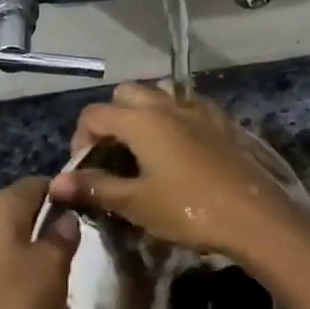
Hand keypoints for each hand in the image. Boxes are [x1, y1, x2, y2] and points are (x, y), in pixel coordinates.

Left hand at [0, 177, 79, 308]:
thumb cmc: (16, 305)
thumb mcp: (53, 265)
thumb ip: (63, 234)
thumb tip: (66, 218)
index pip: (39, 183)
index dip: (66, 194)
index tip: (89, 213)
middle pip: (25, 212)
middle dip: (52, 228)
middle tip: (81, 248)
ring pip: (15, 242)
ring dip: (39, 256)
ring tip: (64, 278)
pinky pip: (4, 269)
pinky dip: (23, 278)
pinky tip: (40, 300)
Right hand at [47, 84, 309, 262]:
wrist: (252, 215)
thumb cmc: (188, 209)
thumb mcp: (136, 202)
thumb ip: (95, 187)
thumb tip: (56, 183)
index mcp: (140, 120)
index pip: (94, 114)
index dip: (81, 139)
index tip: (86, 169)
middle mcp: (166, 104)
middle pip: (126, 94)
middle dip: (111, 118)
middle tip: (113, 154)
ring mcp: (197, 109)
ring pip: (159, 93)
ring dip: (143, 111)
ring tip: (144, 147)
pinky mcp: (221, 121)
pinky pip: (188, 105)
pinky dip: (175, 116)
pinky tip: (179, 145)